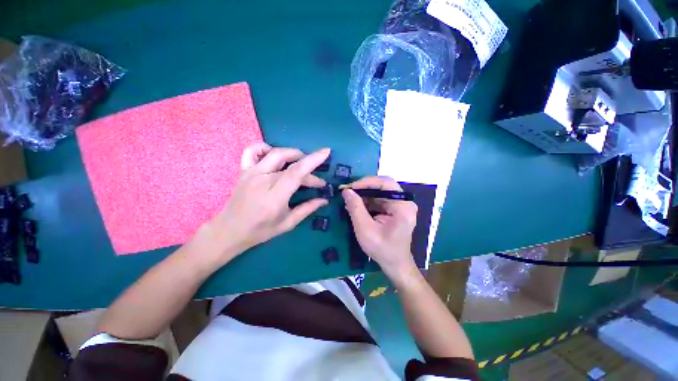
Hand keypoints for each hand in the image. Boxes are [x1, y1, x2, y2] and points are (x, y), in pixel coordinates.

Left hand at [195, 143, 329, 265]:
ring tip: (300, 161)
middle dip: (308, 168)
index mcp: (275, 196)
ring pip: (275, 153)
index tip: (326, 152)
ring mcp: (251, 173)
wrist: (229, 231)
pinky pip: (252, 151)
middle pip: (291, 164)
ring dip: (292, 153)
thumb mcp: (288, 223)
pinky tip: (273, 154)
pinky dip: (265, 148)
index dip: (313, 160)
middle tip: (315, 181)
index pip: (296, 172)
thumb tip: (324, 200)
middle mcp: (262, 180)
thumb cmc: (260, 230)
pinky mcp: (244, 171)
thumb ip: (307, 209)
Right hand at [342, 176, 418, 277]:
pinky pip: (379, 199)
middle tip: (348, 192)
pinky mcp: (395, 209)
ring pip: (380, 192)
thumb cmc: (382, 249)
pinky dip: (367, 201)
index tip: (350, 188)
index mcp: (403, 206)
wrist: (394, 264)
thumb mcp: (365, 229)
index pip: (386, 183)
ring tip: (350, 200)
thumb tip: (346, 191)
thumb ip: (355, 208)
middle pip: (383, 186)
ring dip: (364, 195)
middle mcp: (404, 201)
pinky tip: (357, 206)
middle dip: (364, 188)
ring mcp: (400, 205)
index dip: (366, 182)